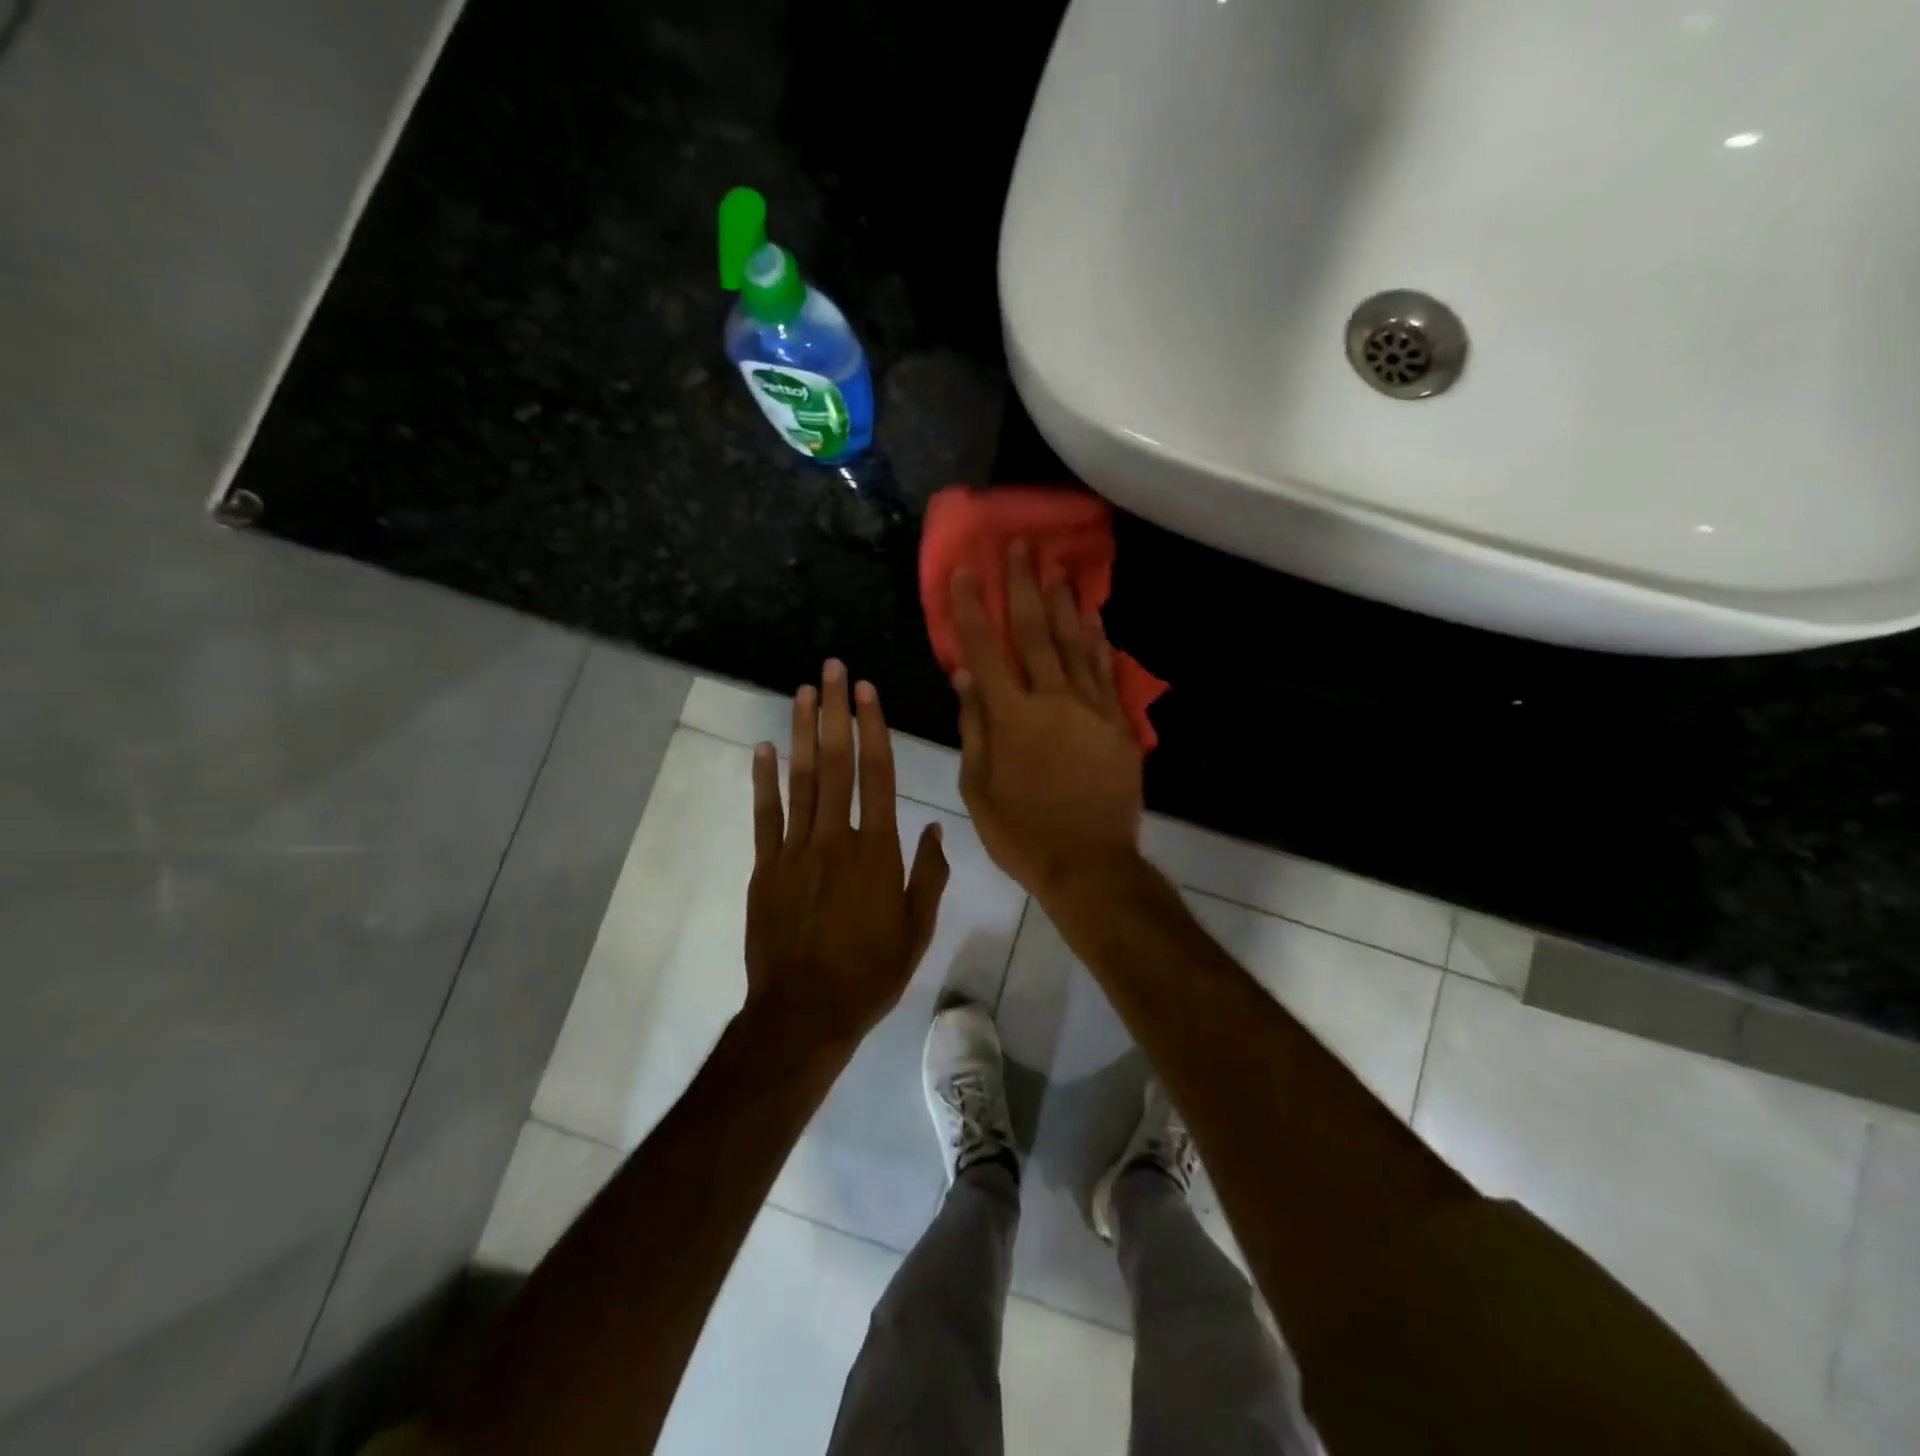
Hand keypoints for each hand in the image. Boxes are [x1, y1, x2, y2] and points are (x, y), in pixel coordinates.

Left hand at [745, 661, 949, 1054]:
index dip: (873, 728)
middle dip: (835, 712)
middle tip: (832, 670)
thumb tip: (934, 826)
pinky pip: (765, 816)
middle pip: (836, 764)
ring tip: (802, 692)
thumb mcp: (917, 929)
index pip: (878, 775)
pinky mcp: (765, 868)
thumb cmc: (870, 973)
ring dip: (802, 733)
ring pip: (800, 780)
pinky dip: (763, 781)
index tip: (867, 691)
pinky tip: (763, 749)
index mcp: (878, 851)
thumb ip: (929, 874)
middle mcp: (836, 838)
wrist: (805, 1013)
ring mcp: (796, 851)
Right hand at [950, 544, 1144, 899]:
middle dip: (1022, 586)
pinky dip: (1098, 642)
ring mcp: (1091, 709)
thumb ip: (974, 728)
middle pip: (1034, 632)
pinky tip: (1094, 618)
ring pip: (1075, 644)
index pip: (984, 651)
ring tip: (1058, 567)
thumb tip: (965, 677)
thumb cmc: (1021, 832)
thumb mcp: (979, 788)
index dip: (972, 608)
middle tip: (1019, 546)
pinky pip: (1106, 673)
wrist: (1089, 864)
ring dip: (1064, 602)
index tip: (966, 570)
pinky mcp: (1118, 724)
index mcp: (1011, 717)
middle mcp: (1053, 701)